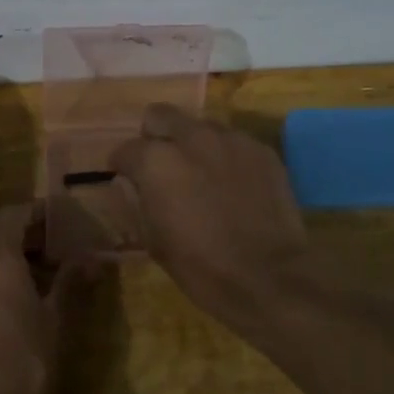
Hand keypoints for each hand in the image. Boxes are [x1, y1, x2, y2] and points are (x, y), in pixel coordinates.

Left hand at [0, 205, 77, 393]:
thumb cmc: (22, 369)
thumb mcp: (55, 323)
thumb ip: (71, 281)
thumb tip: (93, 256)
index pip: (14, 212)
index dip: (40, 212)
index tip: (65, 218)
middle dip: (22, 228)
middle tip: (55, 241)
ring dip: (5, 248)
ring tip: (41, 265)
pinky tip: (15, 291)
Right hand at [109, 105, 317, 327]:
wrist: (270, 278)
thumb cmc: (201, 267)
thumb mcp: (153, 241)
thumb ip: (136, 201)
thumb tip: (130, 184)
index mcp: (156, 161)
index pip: (126, 149)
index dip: (123, 165)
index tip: (128, 179)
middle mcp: (191, 138)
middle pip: (160, 115)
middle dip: (155, 136)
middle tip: (163, 166)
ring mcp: (230, 139)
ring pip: (199, 126)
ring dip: (193, 144)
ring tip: (202, 175)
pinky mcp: (261, 149)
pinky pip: (233, 142)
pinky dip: (226, 156)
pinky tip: (233, 184)